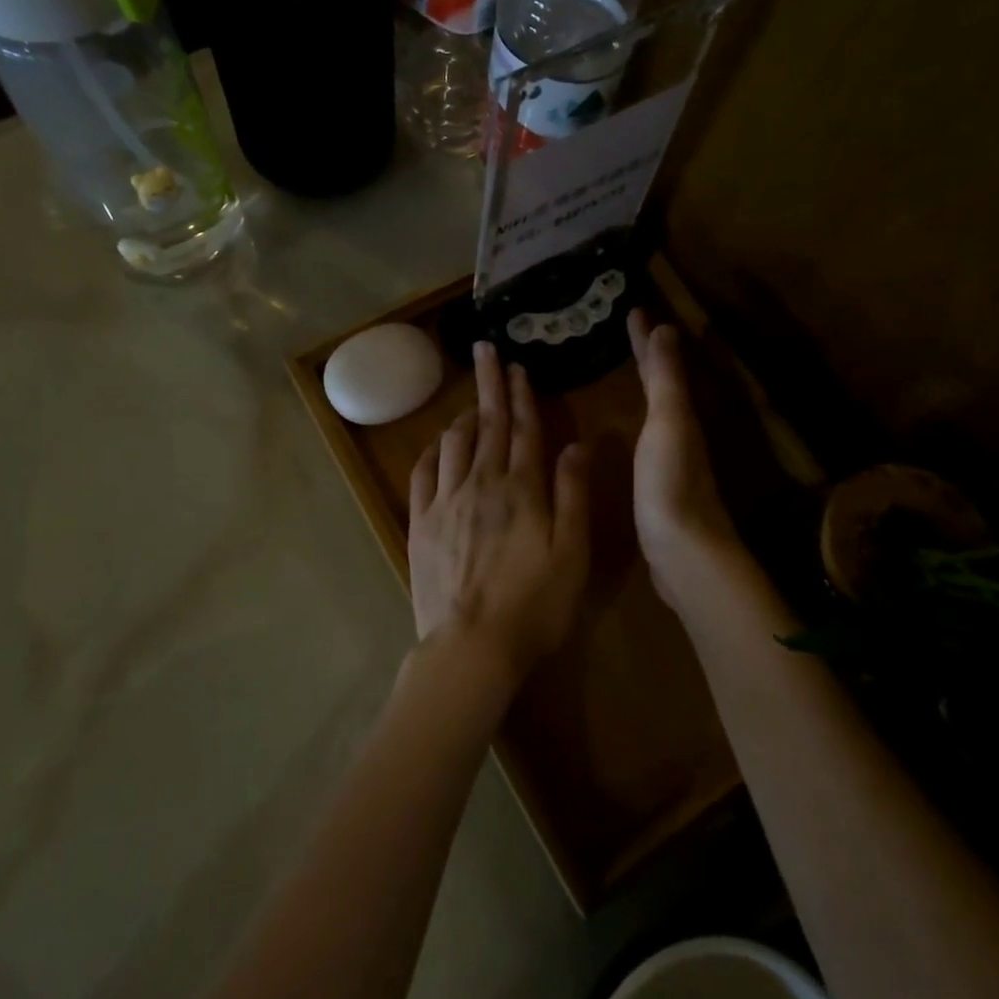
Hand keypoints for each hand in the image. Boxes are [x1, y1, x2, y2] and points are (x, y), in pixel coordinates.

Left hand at [408, 342, 590, 693]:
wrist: (471, 646)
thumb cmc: (534, 605)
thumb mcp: (572, 553)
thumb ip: (572, 494)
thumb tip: (577, 444)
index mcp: (522, 489)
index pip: (523, 430)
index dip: (522, 396)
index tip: (518, 367)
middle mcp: (482, 484)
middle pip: (487, 425)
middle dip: (490, 386)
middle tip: (487, 352)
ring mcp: (446, 501)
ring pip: (454, 443)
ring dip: (464, 415)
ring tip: (471, 400)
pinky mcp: (422, 522)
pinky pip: (424, 472)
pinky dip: (432, 450)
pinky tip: (437, 443)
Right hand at [627, 310, 742, 613]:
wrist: (685, 554)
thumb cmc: (671, 485)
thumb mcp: (668, 425)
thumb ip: (665, 381)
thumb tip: (665, 327)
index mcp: (680, 416)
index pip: (660, 366)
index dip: (645, 339)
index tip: (631, 309)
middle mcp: (680, 433)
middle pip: (663, 384)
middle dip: (646, 357)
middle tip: (625, 332)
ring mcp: (671, 460)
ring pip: (657, 408)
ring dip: (643, 385)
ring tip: (621, 370)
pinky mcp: (660, 485)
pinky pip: (647, 436)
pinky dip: (637, 418)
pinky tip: (625, 430)